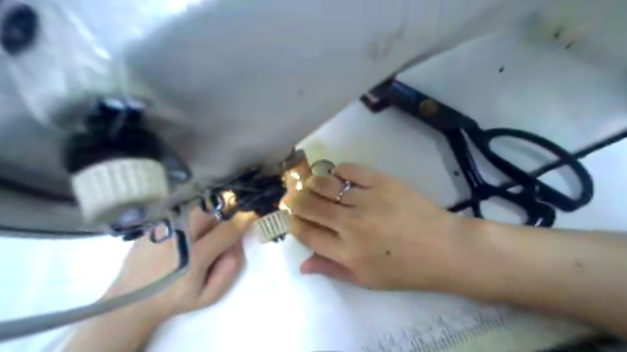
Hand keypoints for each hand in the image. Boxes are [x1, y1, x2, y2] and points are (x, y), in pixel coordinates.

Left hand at [106, 208, 253, 322]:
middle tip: (230, 218)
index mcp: (194, 257)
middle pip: (211, 207)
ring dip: (211, 209)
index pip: (228, 228)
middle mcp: (178, 236)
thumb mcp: (210, 295)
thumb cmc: (176, 298)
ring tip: (209, 225)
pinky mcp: (154, 224)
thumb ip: (231, 267)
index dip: (245, 218)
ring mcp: (164, 227)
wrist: (132, 300)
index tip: (253, 214)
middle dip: (227, 207)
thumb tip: (238, 239)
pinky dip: (194, 212)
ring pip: (197, 205)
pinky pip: (182, 208)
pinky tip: (190, 228)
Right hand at [285, 164, 472, 289]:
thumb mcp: (366, 280)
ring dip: (312, 183)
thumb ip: (332, 270)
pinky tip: (338, 175)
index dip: (294, 224)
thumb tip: (302, 265)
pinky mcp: (382, 182)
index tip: (294, 219)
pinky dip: (338, 170)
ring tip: (312, 184)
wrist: (443, 248)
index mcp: (347, 252)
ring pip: (325, 184)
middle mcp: (351, 225)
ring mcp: (367, 200)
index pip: (306, 234)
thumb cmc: (405, 269)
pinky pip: (350, 170)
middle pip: (310, 206)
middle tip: (295, 198)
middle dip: (295, 201)